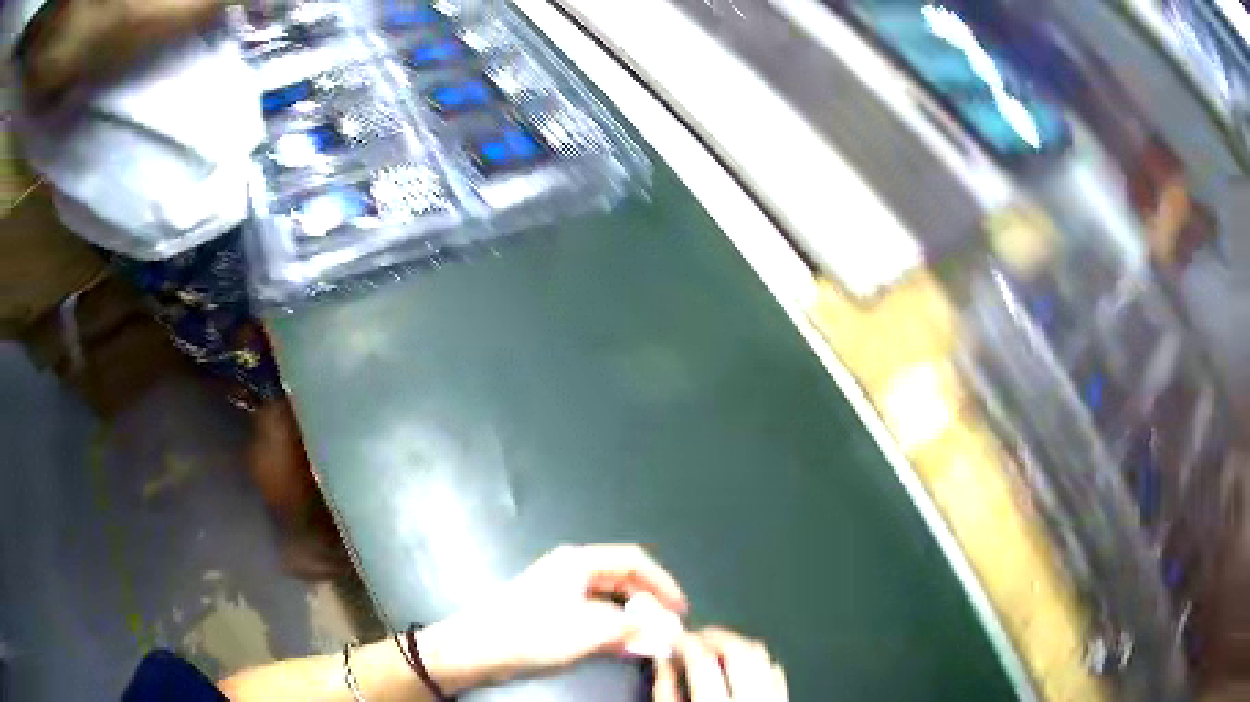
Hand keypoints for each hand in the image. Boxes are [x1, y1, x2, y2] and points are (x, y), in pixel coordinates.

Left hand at [418, 544, 687, 690]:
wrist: (476, 648)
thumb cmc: (531, 633)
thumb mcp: (587, 632)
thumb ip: (631, 630)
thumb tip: (664, 632)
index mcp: (579, 561)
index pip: (635, 561)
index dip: (663, 582)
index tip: (680, 609)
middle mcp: (571, 569)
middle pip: (623, 577)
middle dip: (649, 601)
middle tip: (668, 626)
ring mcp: (559, 589)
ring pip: (610, 598)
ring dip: (632, 617)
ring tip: (650, 639)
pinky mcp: (551, 610)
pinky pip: (594, 613)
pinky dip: (613, 626)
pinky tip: (623, 645)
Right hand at [654, 628, 788, 701]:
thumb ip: (666, 691)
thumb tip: (664, 661)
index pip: (702, 658)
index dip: (684, 640)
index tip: (672, 635)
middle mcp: (751, 696)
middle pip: (738, 648)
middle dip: (713, 635)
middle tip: (694, 635)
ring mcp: (772, 696)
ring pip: (761, 653)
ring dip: (737, 643)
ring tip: (715, 648)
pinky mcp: (783, 698)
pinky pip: (776, 670)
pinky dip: (757, 661)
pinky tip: (741, 665)